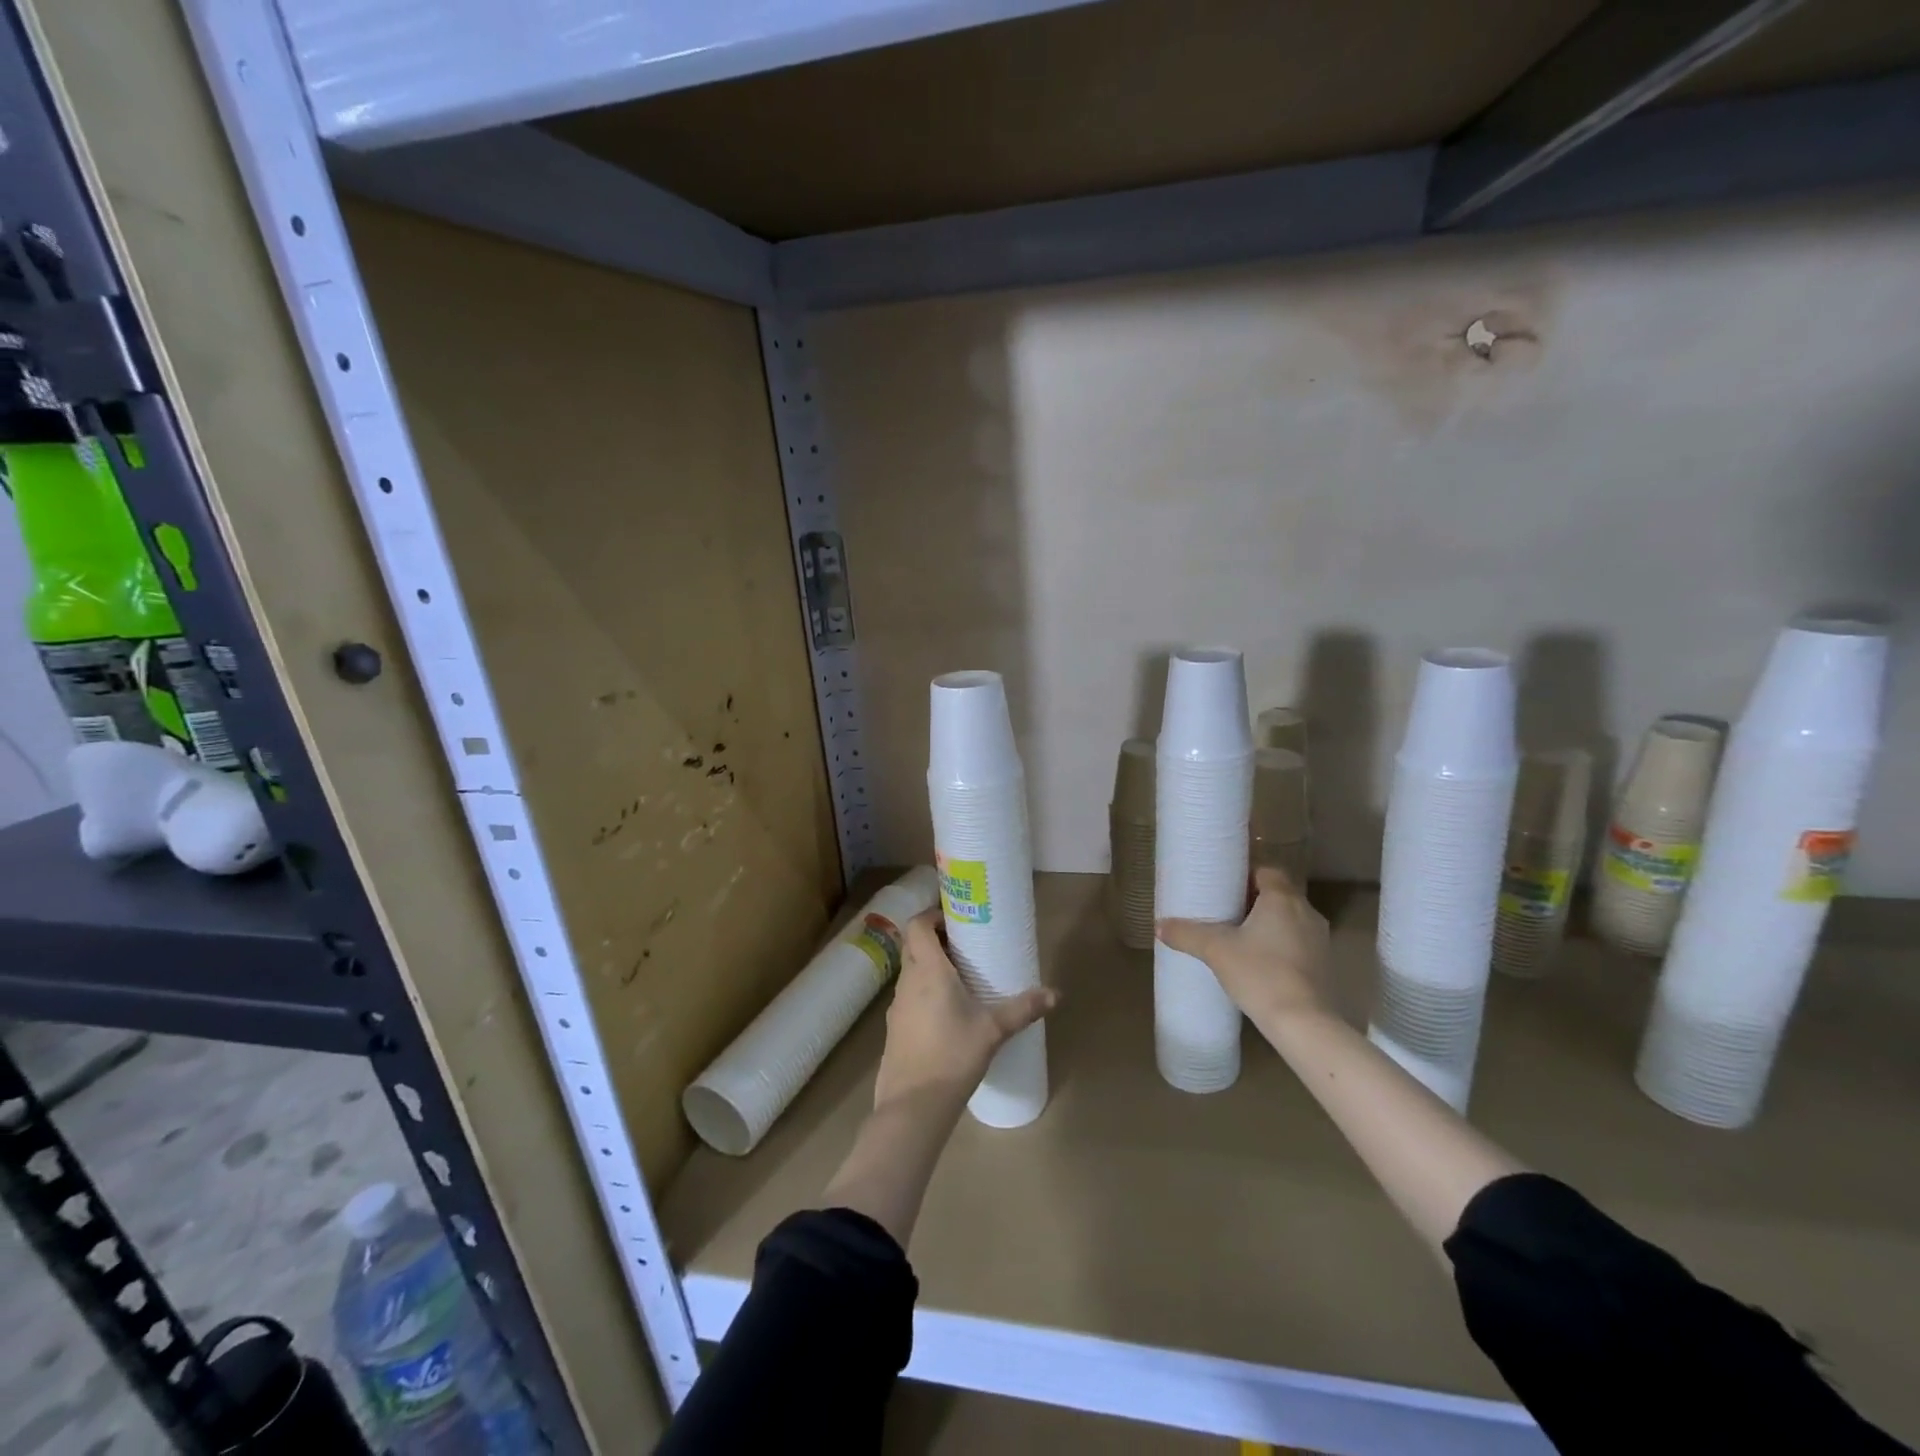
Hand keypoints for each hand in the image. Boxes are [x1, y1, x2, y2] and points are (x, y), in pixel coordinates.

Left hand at [873, 909, 1057, 1111]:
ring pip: (910, 971)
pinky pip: (908, 996)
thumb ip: (1023, 1009)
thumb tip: (1055, 995)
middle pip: (913, 944)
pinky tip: (946, 1013)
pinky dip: (923, 991)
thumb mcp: (994, 1030)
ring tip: (959, 978)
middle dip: (934, 938)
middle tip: (964, 946)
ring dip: (929, 966)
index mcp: (928, 971)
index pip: (917, 924)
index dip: (932, 915)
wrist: (914, 1105)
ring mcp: (897, 1005)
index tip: (956, 921)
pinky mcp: (894, 1027)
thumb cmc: (954, 1056)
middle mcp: (908, 981)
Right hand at [1157, 867, 1333, 1027]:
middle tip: (1224, 909)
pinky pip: (1298, 943)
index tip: (1224, 885)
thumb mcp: (1215, 950)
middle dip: (1253, 900)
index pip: (1267, 870)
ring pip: (1289, 919)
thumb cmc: (1260, 973)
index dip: (1245, 874)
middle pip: (1278, 894)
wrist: (1304, 1023)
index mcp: (1283, 898)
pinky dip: (1280, 945)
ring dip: (1268, 923)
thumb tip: (1159, 925)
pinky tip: (1259, 962)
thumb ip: (1186, 934)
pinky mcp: (1324, 965)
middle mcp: (1306, 912)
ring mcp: (1320, 940)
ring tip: (1239, 936)